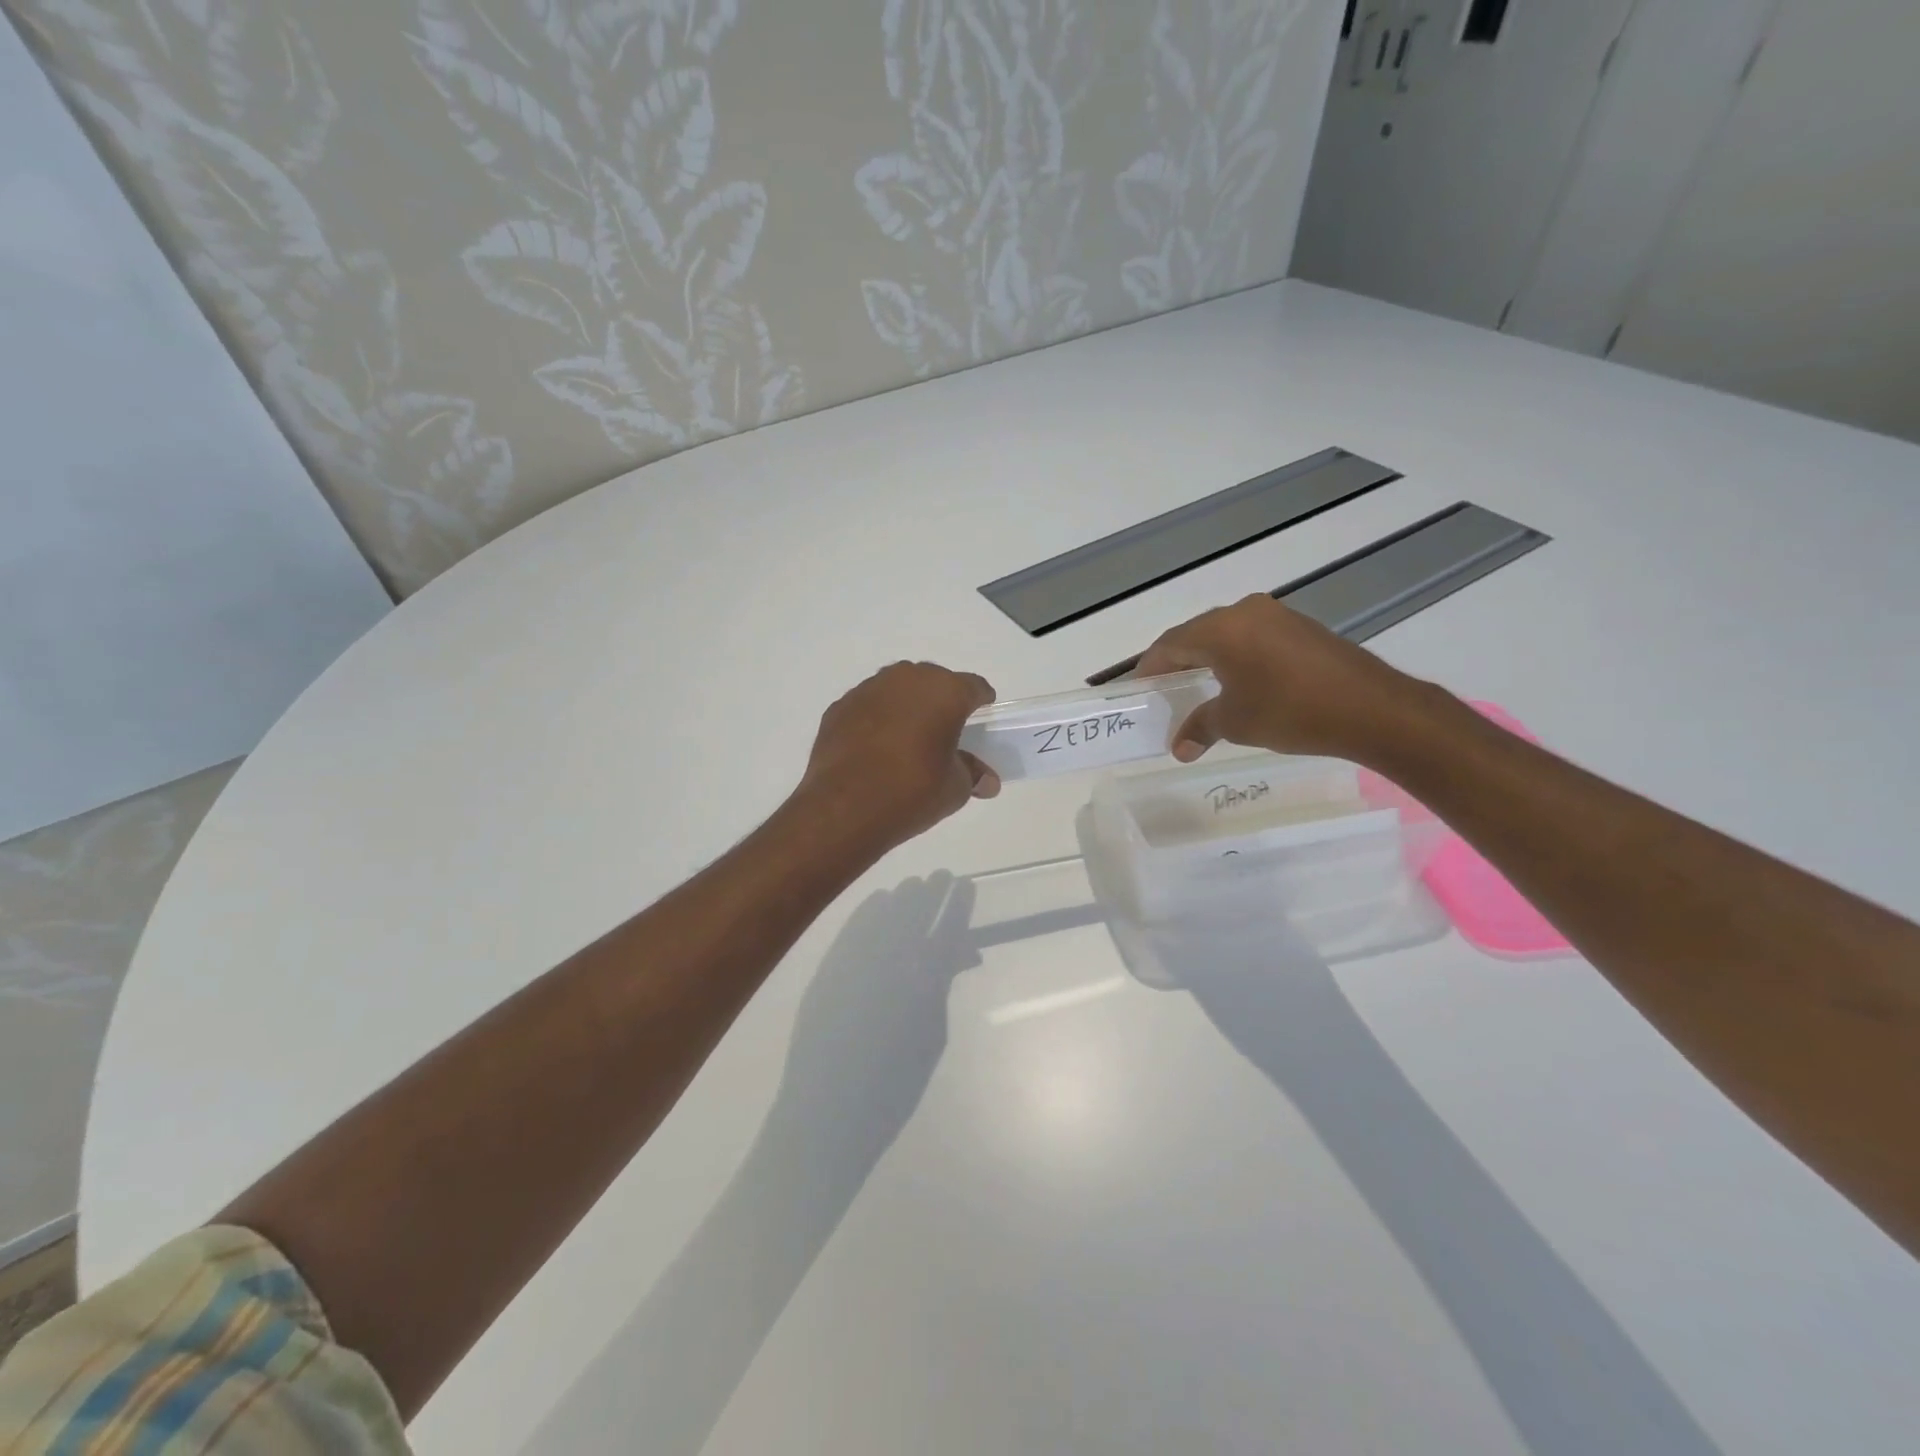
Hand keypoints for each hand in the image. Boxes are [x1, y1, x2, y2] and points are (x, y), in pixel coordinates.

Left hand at [798, 661, 999, 848]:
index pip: (974, 687)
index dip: (981, 704)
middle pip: (934, 682)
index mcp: (945, 691)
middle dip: (942, 702)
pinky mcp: (840, 707)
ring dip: (907, 707)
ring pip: (898, 690)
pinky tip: (875, 749)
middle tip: (944, 733)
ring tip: (907, 740)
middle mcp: (907, 679)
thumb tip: (986, 781)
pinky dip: (876, 720)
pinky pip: (869, 706)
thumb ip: (972, 774)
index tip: (980, 722)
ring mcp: (869, 689)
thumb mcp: (955, 789)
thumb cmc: (912, 792)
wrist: (843, 808)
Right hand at [1134, 595, 1429, 760]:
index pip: (1170, 644)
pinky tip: (1239, 681)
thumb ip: (1200, 727)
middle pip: (1196, 635)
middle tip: (1164, 690)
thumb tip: (1179, 748)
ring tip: (1197, 687)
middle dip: (1177, 662)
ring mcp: (1277, 616)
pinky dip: (1236, 657)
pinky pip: (1253, 638)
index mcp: (1221, 629)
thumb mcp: (1236, 722)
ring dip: (1207, 658)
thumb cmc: (1291, 712)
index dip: (1149, 668)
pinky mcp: (1301, 628)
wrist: (1373, 709)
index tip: (1138, 689)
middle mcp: (1246, 612)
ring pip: (1226, 634)